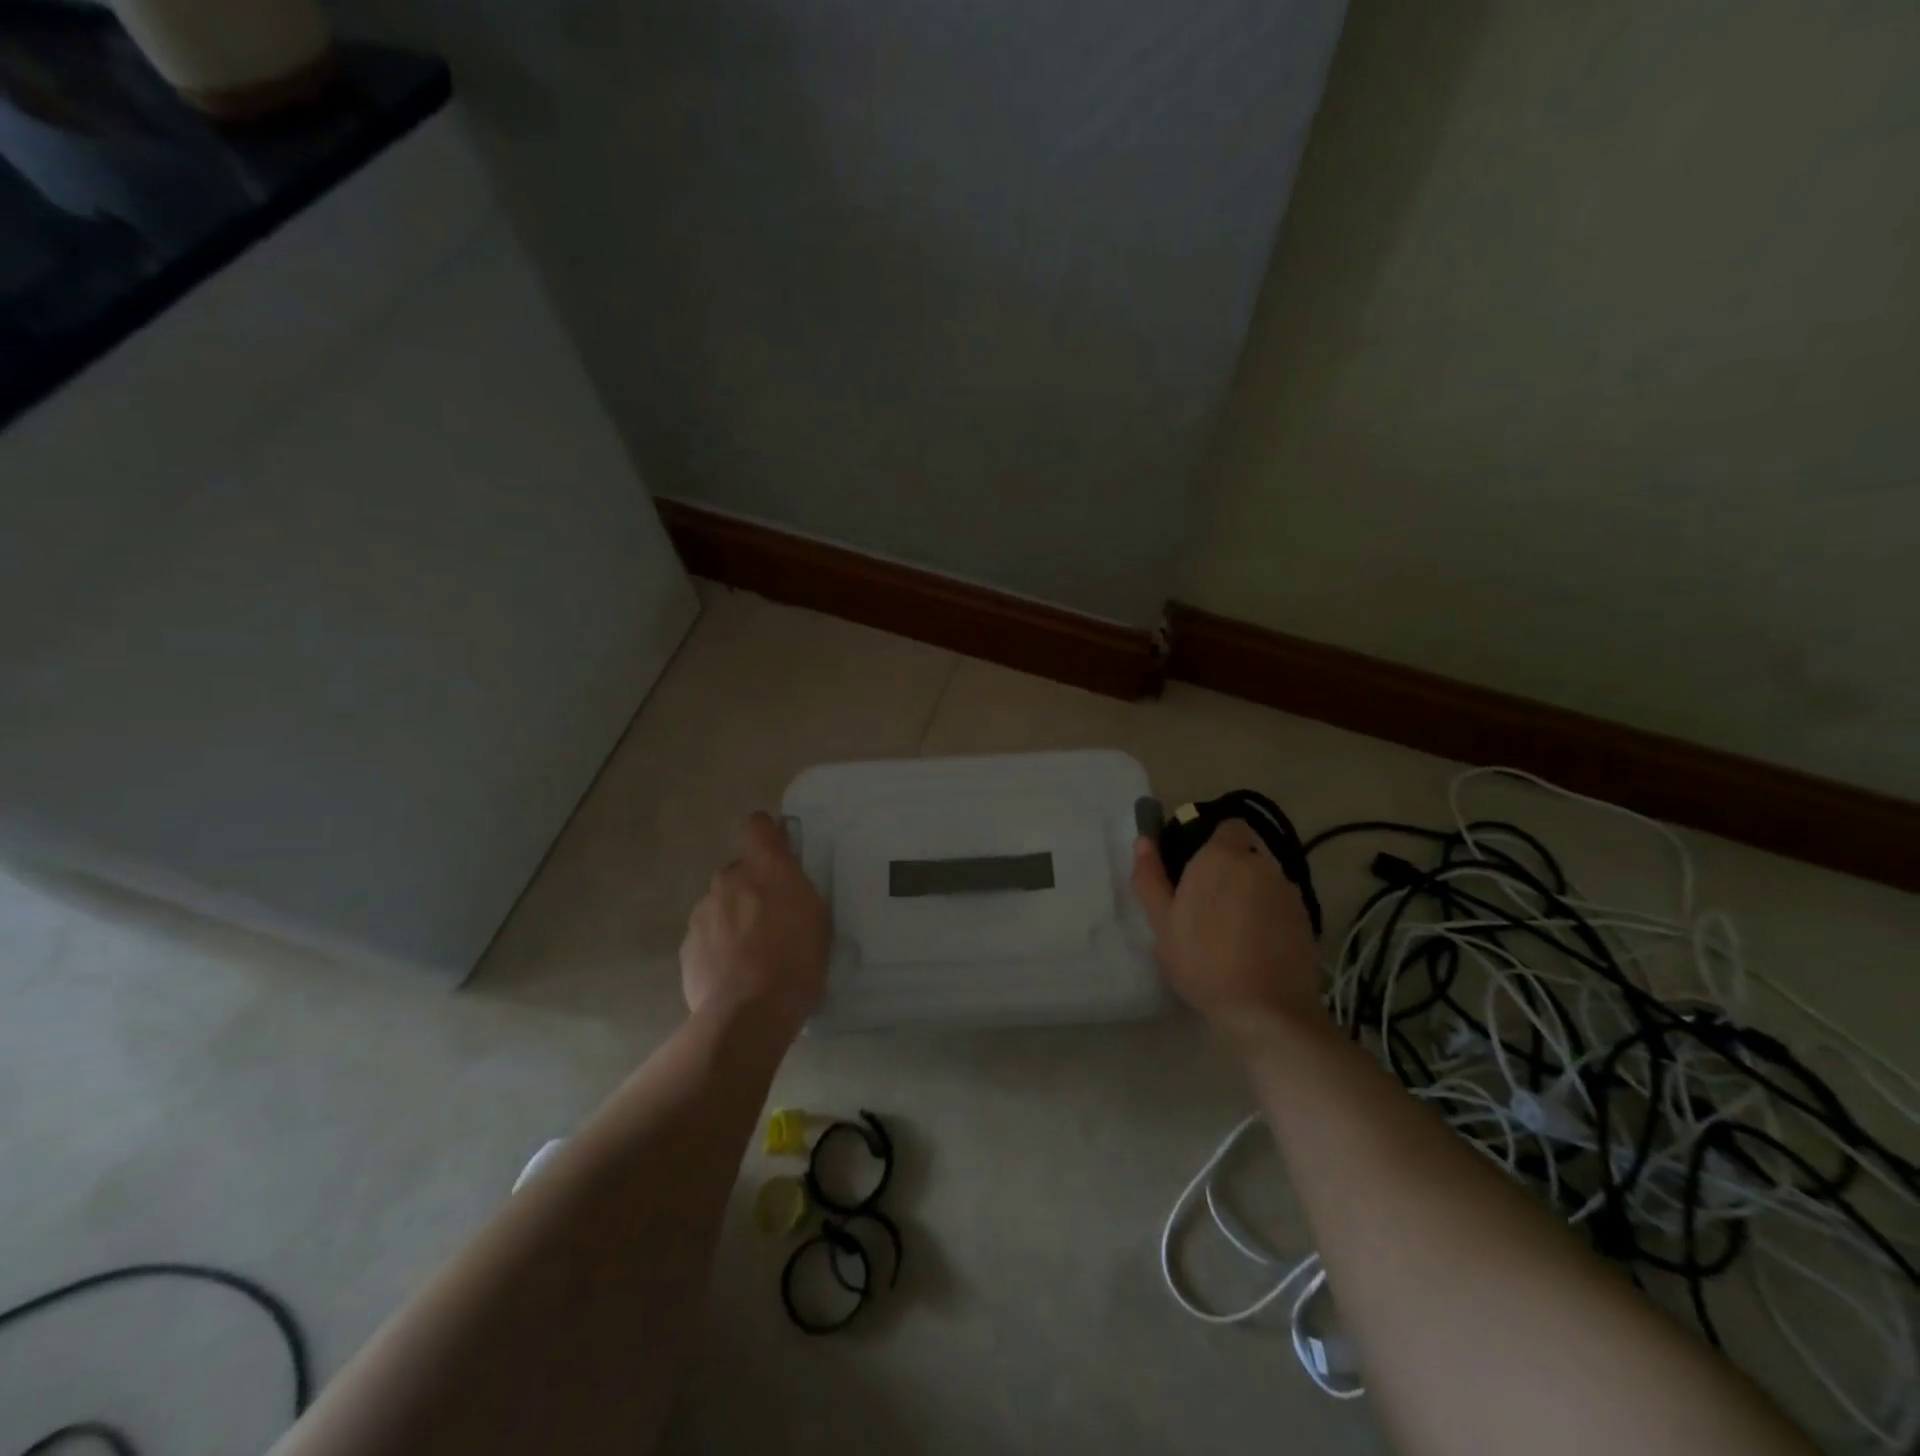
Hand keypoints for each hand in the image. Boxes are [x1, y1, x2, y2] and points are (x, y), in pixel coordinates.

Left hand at [680, 812, 830, 1029]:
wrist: (748, 1013)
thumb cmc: (796, 961)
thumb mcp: (817, 918)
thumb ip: (797, 888)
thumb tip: (785, 878)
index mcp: (766, 868)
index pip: (757, 825)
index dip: (767, 835)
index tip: (777, 853)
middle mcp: (729, 879)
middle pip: (739, 871)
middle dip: (752, 887)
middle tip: (771, 918)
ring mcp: (703, 911)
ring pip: (720, 903)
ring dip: (733, 917)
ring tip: (751, 953)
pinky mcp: (687, 945)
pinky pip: (706, 934)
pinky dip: (717, 946)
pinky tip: (732, 972)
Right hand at [1130, 819, 1322, 1033]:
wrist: (1266, 1010)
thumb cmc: (1202, 960)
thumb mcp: (1162, 922)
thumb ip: (1151, 876)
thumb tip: (1143, 840)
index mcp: (1222, 856)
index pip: (1226, 825)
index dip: (1210, 841)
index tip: (1192, 867)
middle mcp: (1261, 864)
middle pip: (1244, 854)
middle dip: (1227, 870)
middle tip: (1203, 905)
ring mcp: (1289, 892)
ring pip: (1263, 880)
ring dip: (1248, 893)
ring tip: (1229, 931)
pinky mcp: (1307, 919)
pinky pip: (1280, 905)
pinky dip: (1267, 916)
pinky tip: (1253, 947)